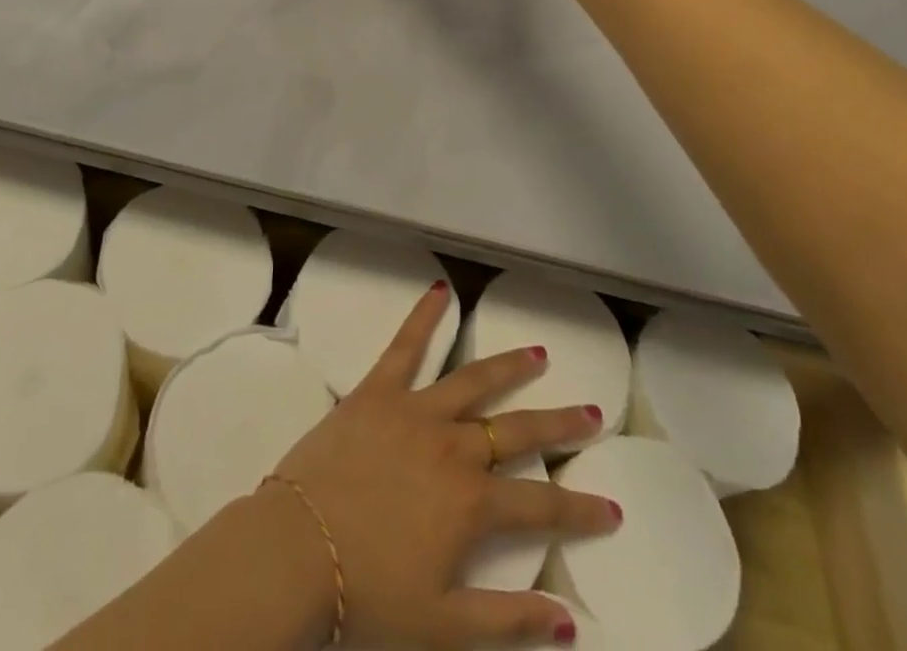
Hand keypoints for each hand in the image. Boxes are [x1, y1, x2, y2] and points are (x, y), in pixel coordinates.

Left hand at [264, 283, 617, 648]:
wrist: (295, 551)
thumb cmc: (366, 593)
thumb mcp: (443, 627)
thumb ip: (508, 621)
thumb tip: (568, 620)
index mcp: (471, 503)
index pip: (541, 506)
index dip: (580, 510)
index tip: (611, 508)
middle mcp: (452, 446)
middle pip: (516, 430)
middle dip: (559, 423)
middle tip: (591, 411)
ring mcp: (415, 411)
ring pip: (472, 380)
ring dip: (508, 366)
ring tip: (537, 353)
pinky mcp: (377, 391)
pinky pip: (405, 346)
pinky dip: (424, 316)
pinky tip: (440, 289)